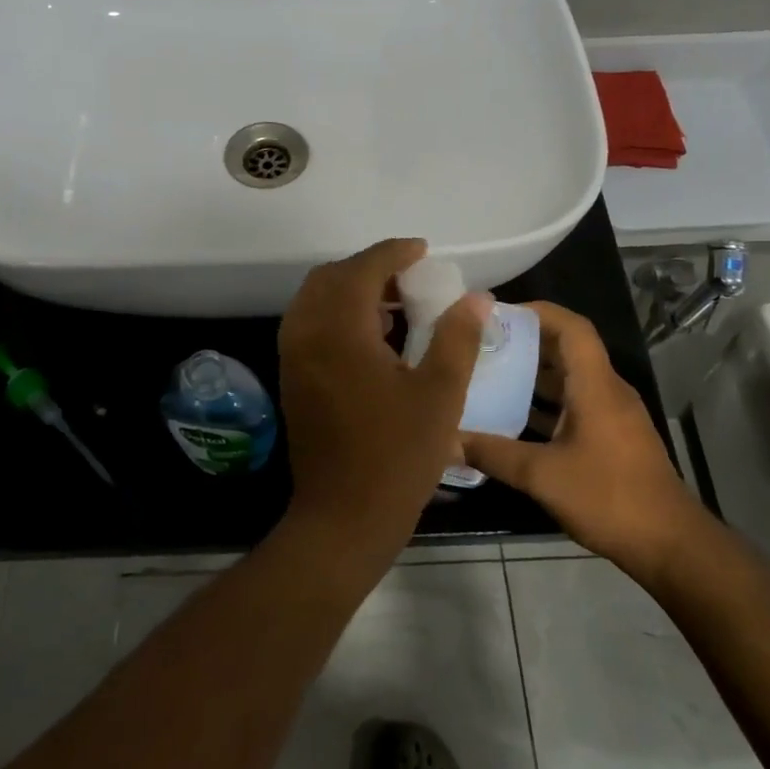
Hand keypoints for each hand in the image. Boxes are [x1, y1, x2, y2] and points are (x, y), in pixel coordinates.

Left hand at [278, 238, 489, 555]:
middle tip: (410, 281)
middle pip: (330, 278)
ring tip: (397, 308)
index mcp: (338, 330)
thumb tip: (476, 298)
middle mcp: (306, 334)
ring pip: (316, 301)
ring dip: (351, 292)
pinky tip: (374, 339)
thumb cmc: (397, 456)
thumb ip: (457, 338)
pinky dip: (338, 316)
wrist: (343, 516)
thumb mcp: (440, 395)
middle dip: (369, 269)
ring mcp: (293, 358)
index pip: (361, 269)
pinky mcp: (292, 379)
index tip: (423, 252)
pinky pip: (310, 326)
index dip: (393, 253)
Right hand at [462, 301, 703, 577]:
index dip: (537, 312)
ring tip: (488, 374)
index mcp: (596, 387)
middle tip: (480, 344)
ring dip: (532, 374)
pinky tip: (512, 418)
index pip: (572, 328)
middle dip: (525, 341)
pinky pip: (574, 404)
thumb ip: (492, 453)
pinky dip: (545, 403)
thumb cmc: (609, 498)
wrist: (669, 545)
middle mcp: (607, 391)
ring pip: (569, 378)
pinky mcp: (611, 437)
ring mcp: (612, 415)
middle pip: (567, 349)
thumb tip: (446, 438)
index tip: (497, 313)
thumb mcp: (542, 476)